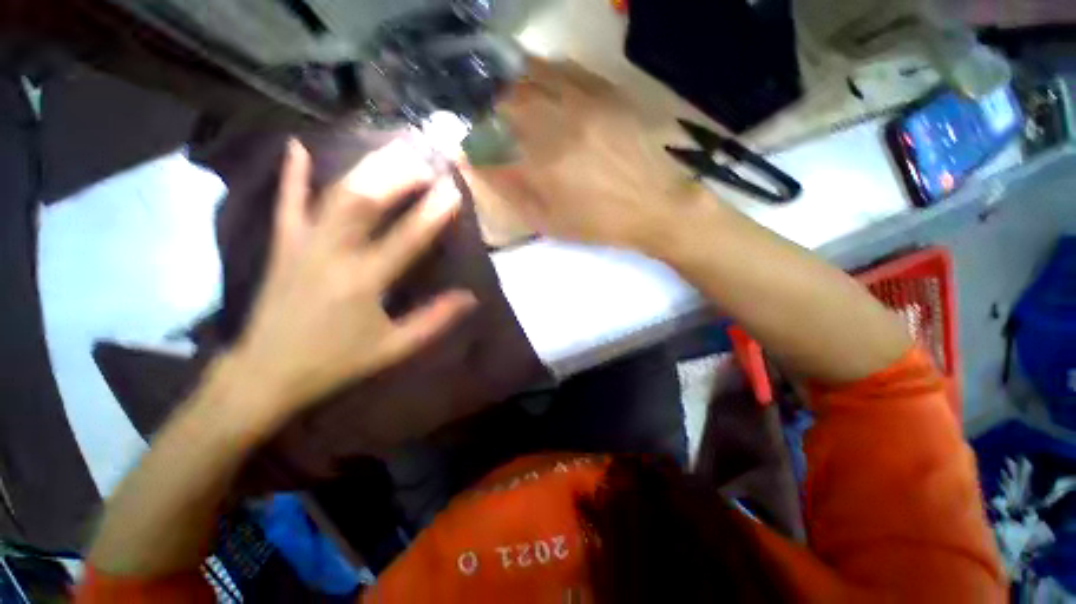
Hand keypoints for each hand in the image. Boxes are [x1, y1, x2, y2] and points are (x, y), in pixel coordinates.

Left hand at [228, 138, 476, 429]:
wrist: (267, 372)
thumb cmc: (337, 362)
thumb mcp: (394, 348)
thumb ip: (435, 320)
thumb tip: (470, 298)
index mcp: (363, 282)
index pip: (406, 239)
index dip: (432, 213)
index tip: (452, 191)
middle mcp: (332, 254)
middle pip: (365, 202)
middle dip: (398, 177)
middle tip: (424, 163)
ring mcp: (302, 245)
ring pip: (334, 195)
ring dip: (365, 169)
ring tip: (392, 151)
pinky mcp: (283, 246)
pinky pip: (286, 203)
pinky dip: (293, 174)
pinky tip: (298, 146)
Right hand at [468, 59, 714, 250]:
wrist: (655, 206)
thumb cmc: (599, 223)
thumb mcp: (550, 223)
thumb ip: (513, 193)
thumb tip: (479, 165)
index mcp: (541, 164)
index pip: (490, 140)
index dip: (473, 140)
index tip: (468, 144)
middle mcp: (558, 125)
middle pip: (505, 99)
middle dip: (486, 105)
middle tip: (482, 115)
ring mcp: (583, 103)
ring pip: (532, 76)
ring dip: (510, 83)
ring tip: (504, 95)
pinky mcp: (605, 93)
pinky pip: (564, 69)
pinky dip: (542, 72)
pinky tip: (538, 83)